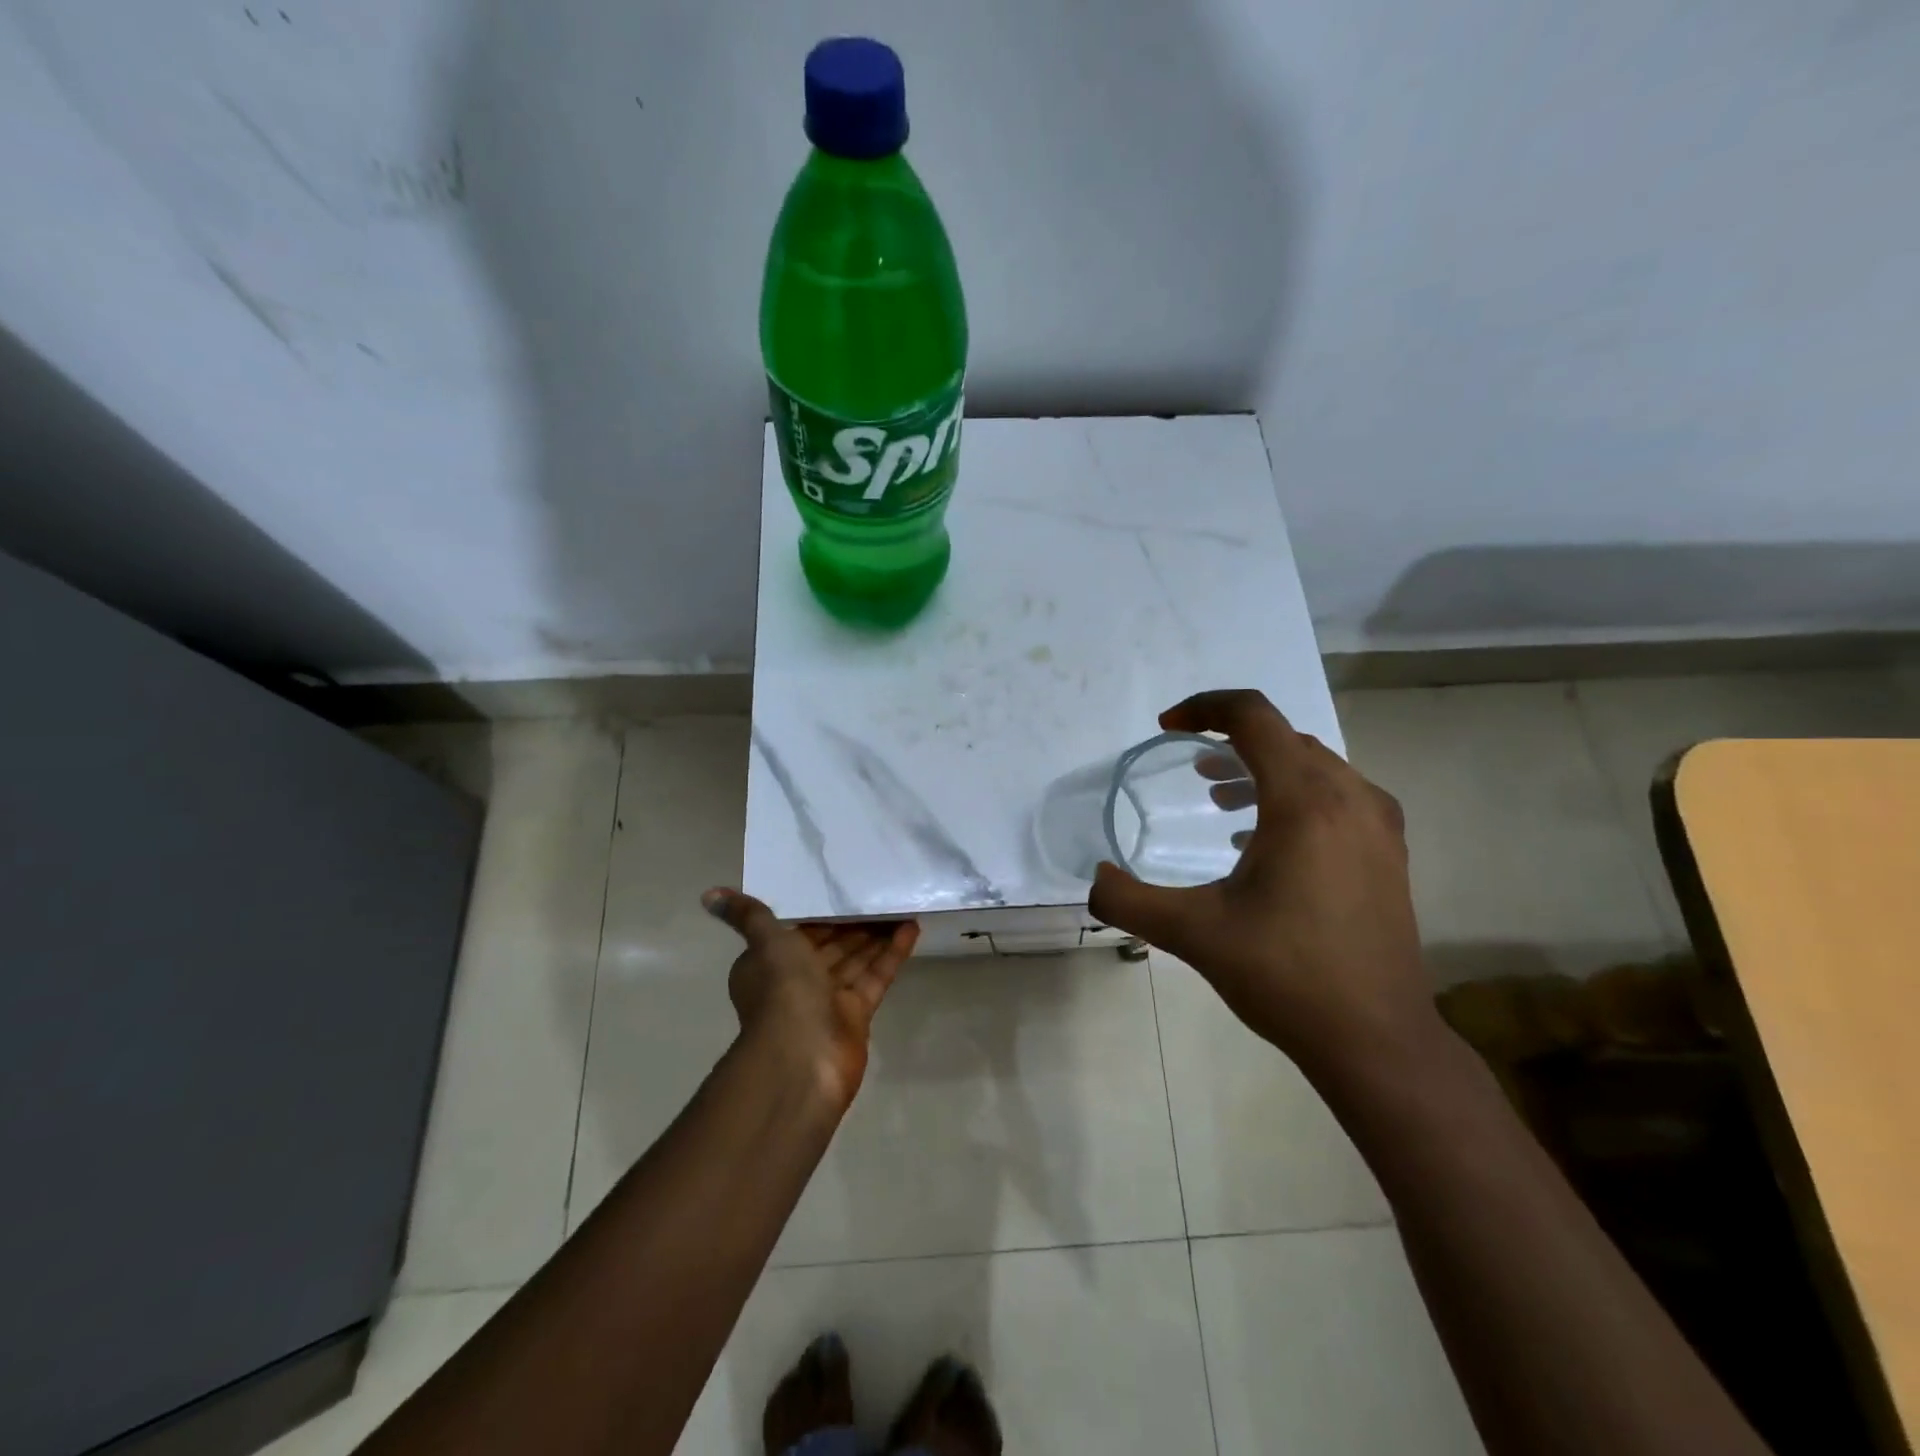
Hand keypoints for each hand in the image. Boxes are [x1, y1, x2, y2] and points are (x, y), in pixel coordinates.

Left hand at [702, 888, 918, 1111]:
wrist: (802, 1057)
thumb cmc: (782, 991)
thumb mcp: (766, 942)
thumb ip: (748, 915)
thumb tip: (708, 895)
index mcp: (771, 963)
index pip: (799, 929)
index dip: (821, 910)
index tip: (844, 885)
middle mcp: (797, 980)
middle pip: (831, 943)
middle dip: (855, 920)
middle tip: (882, 890)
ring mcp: (829, 999)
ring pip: (856, 957)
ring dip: (877, 933)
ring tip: (902, 903)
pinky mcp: (856, 1013)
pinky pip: (875, 976)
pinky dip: (891, 954)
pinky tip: (912, 928)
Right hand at [1088, 689, 1435, 1075]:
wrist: (1378, 1040)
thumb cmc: (1286, 976)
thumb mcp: (1193, 934)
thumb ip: (1129, 900)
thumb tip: (1094, 878)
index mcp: (1305, 801)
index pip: (1254, 716)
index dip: (1204, 707)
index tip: (1167, 728)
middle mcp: (1350, 798)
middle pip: (1284, 738)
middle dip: (1230, 740)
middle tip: (1189, 766)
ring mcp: (1379, 826)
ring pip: (1314, 766)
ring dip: (1263, 768)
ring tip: (1220, 797)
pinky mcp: (1389, 853)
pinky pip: (1337, 796)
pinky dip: (1294, 795)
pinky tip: (1264, 840)